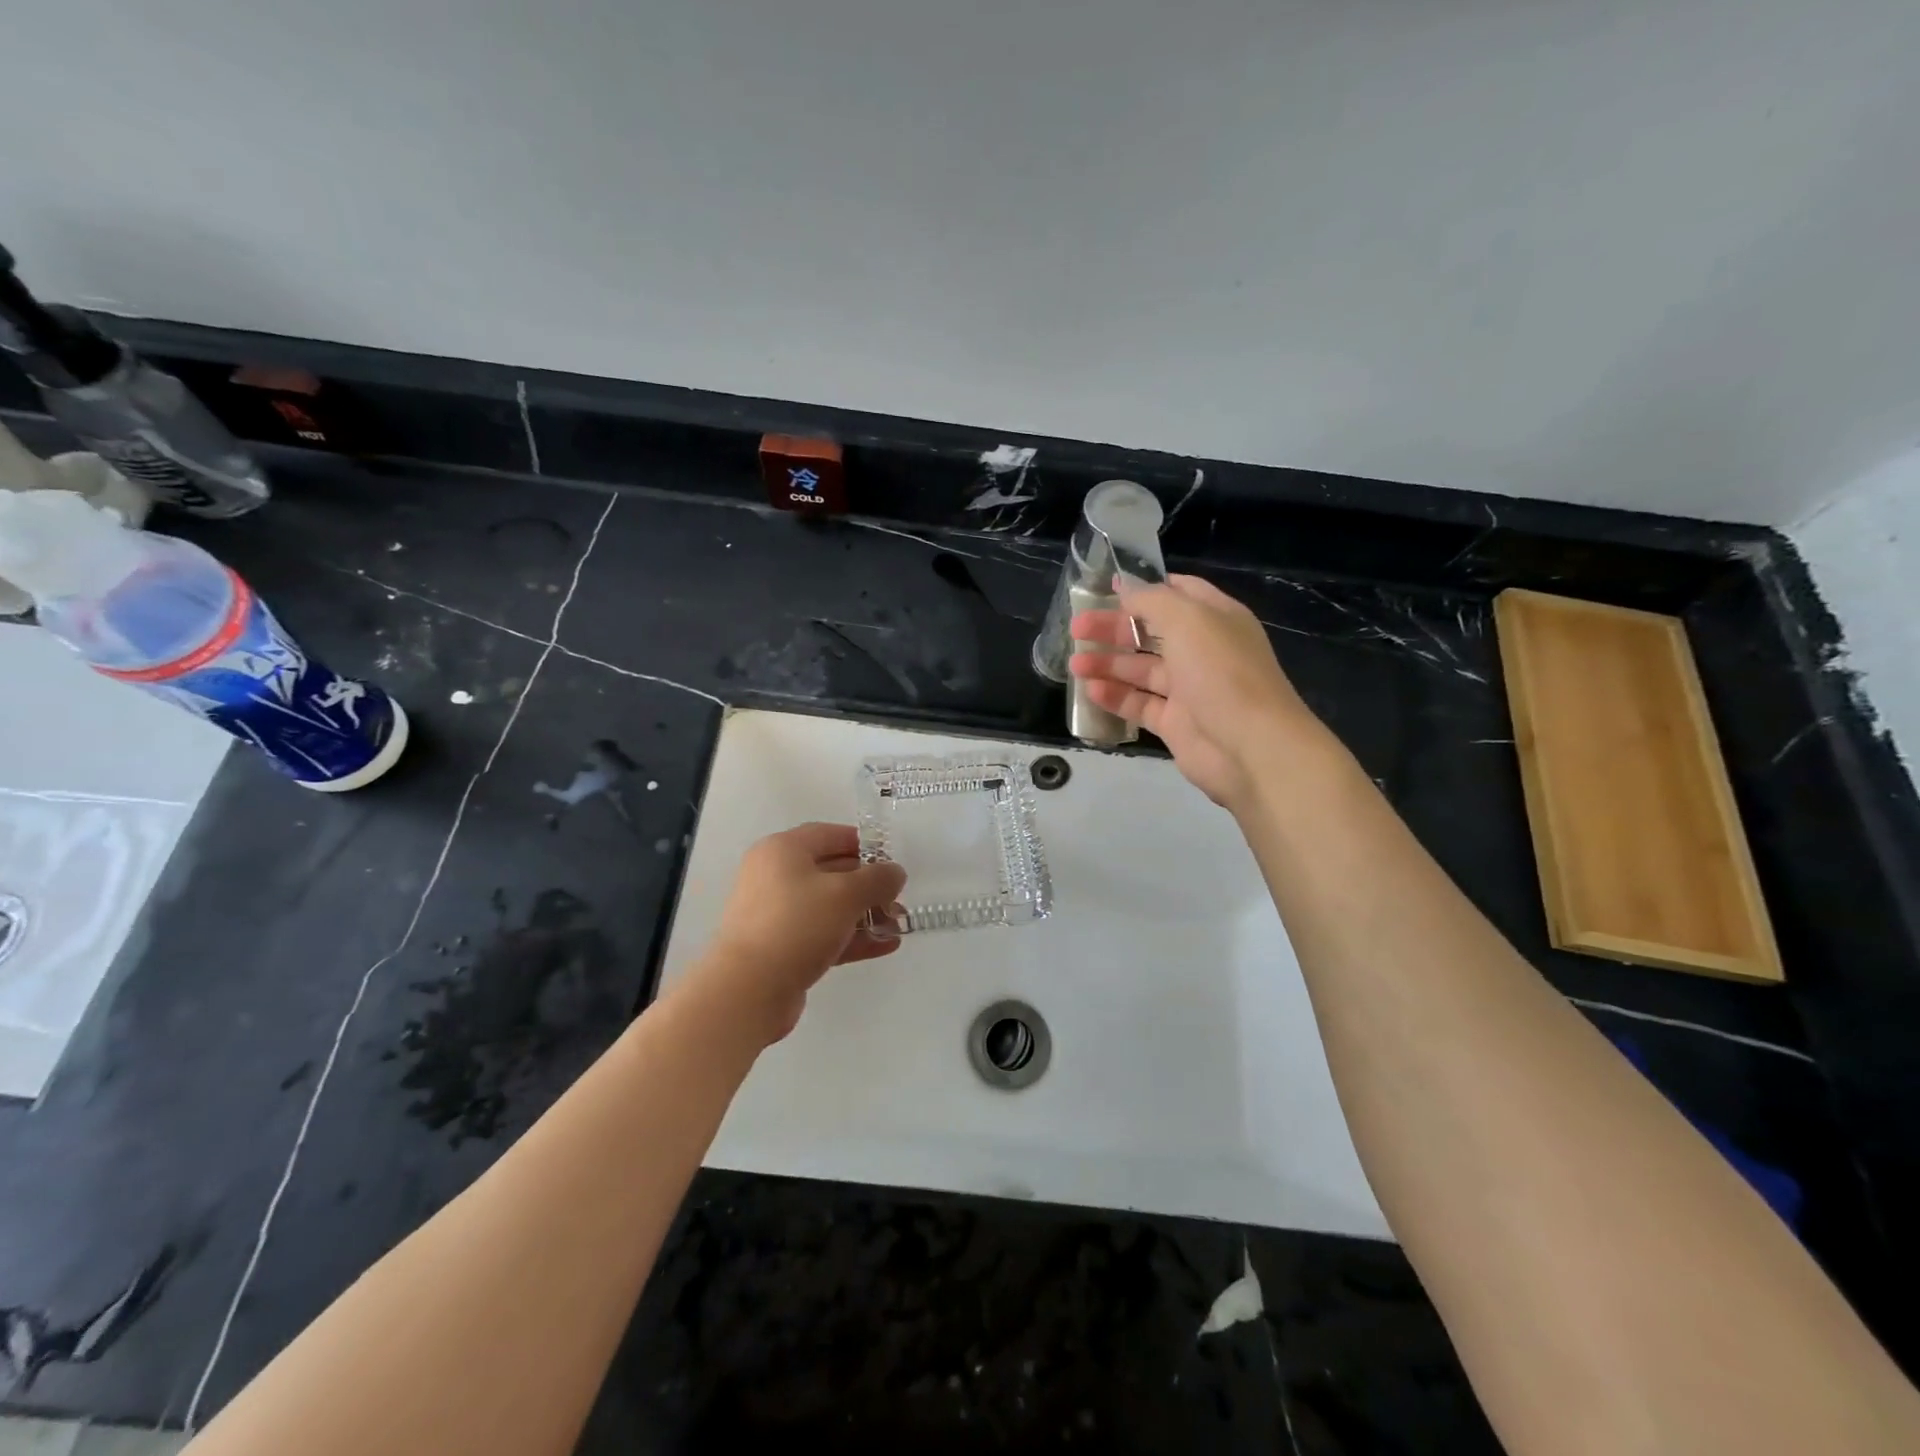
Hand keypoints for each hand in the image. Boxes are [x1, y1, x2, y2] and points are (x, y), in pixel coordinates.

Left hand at [692, 823, 907, 1044]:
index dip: (862, 843)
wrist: (748, 990)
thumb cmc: (797, 924)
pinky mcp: (780, 948)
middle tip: (897, 897)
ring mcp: (775, 915)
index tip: (890, 859)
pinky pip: (821, 935)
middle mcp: (774, 877)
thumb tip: (894, 873)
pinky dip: (850, 938)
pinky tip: (884, 946)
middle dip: (868, 885)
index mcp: (782, 851)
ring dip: (863, 914)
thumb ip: (877, 879)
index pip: (828, 835)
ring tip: (897, 926)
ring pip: (827, 907)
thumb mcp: (846, 894)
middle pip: (829, 871)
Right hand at [1069, 574, 1324, 809]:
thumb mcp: (1186, 619)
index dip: (1144, 589)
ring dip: (1108, 664)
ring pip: (1142, 670)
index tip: (1106, 588)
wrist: (1251, 746)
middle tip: (1077, 628)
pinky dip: (1116, 697)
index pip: (1178, 593)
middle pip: (1151, 632)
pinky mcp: (1176, 723)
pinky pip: (1140, 705)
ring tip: (1075, 664)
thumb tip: (1124, 586)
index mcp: (1215, 618)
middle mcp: (1203, 650)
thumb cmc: (1221, 672)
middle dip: (1114, 628)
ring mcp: (1190, 689)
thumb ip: (1151, 600)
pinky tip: (1090, 692)